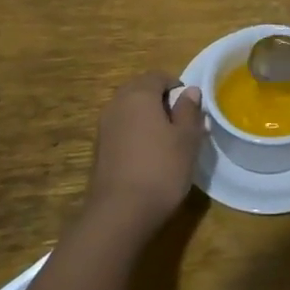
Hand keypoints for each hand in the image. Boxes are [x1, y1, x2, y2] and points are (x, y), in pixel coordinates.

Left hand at [84, 73, 207, 236]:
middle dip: (161, 101)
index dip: (176, 86)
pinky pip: (121, 129)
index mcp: (138, 94)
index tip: (191, 107)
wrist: (120, 213)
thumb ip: (189, 111)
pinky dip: (135, 134)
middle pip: (141, 90)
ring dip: (147, 118)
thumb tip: (189, 91)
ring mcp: (104, 127)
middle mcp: (117, 104)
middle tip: (181, 123)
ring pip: (130, 111)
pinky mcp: (99, 150)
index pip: (158, 76)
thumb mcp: (187, 139)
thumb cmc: (161, 169)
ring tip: (167, 141)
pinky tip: (148, 156)